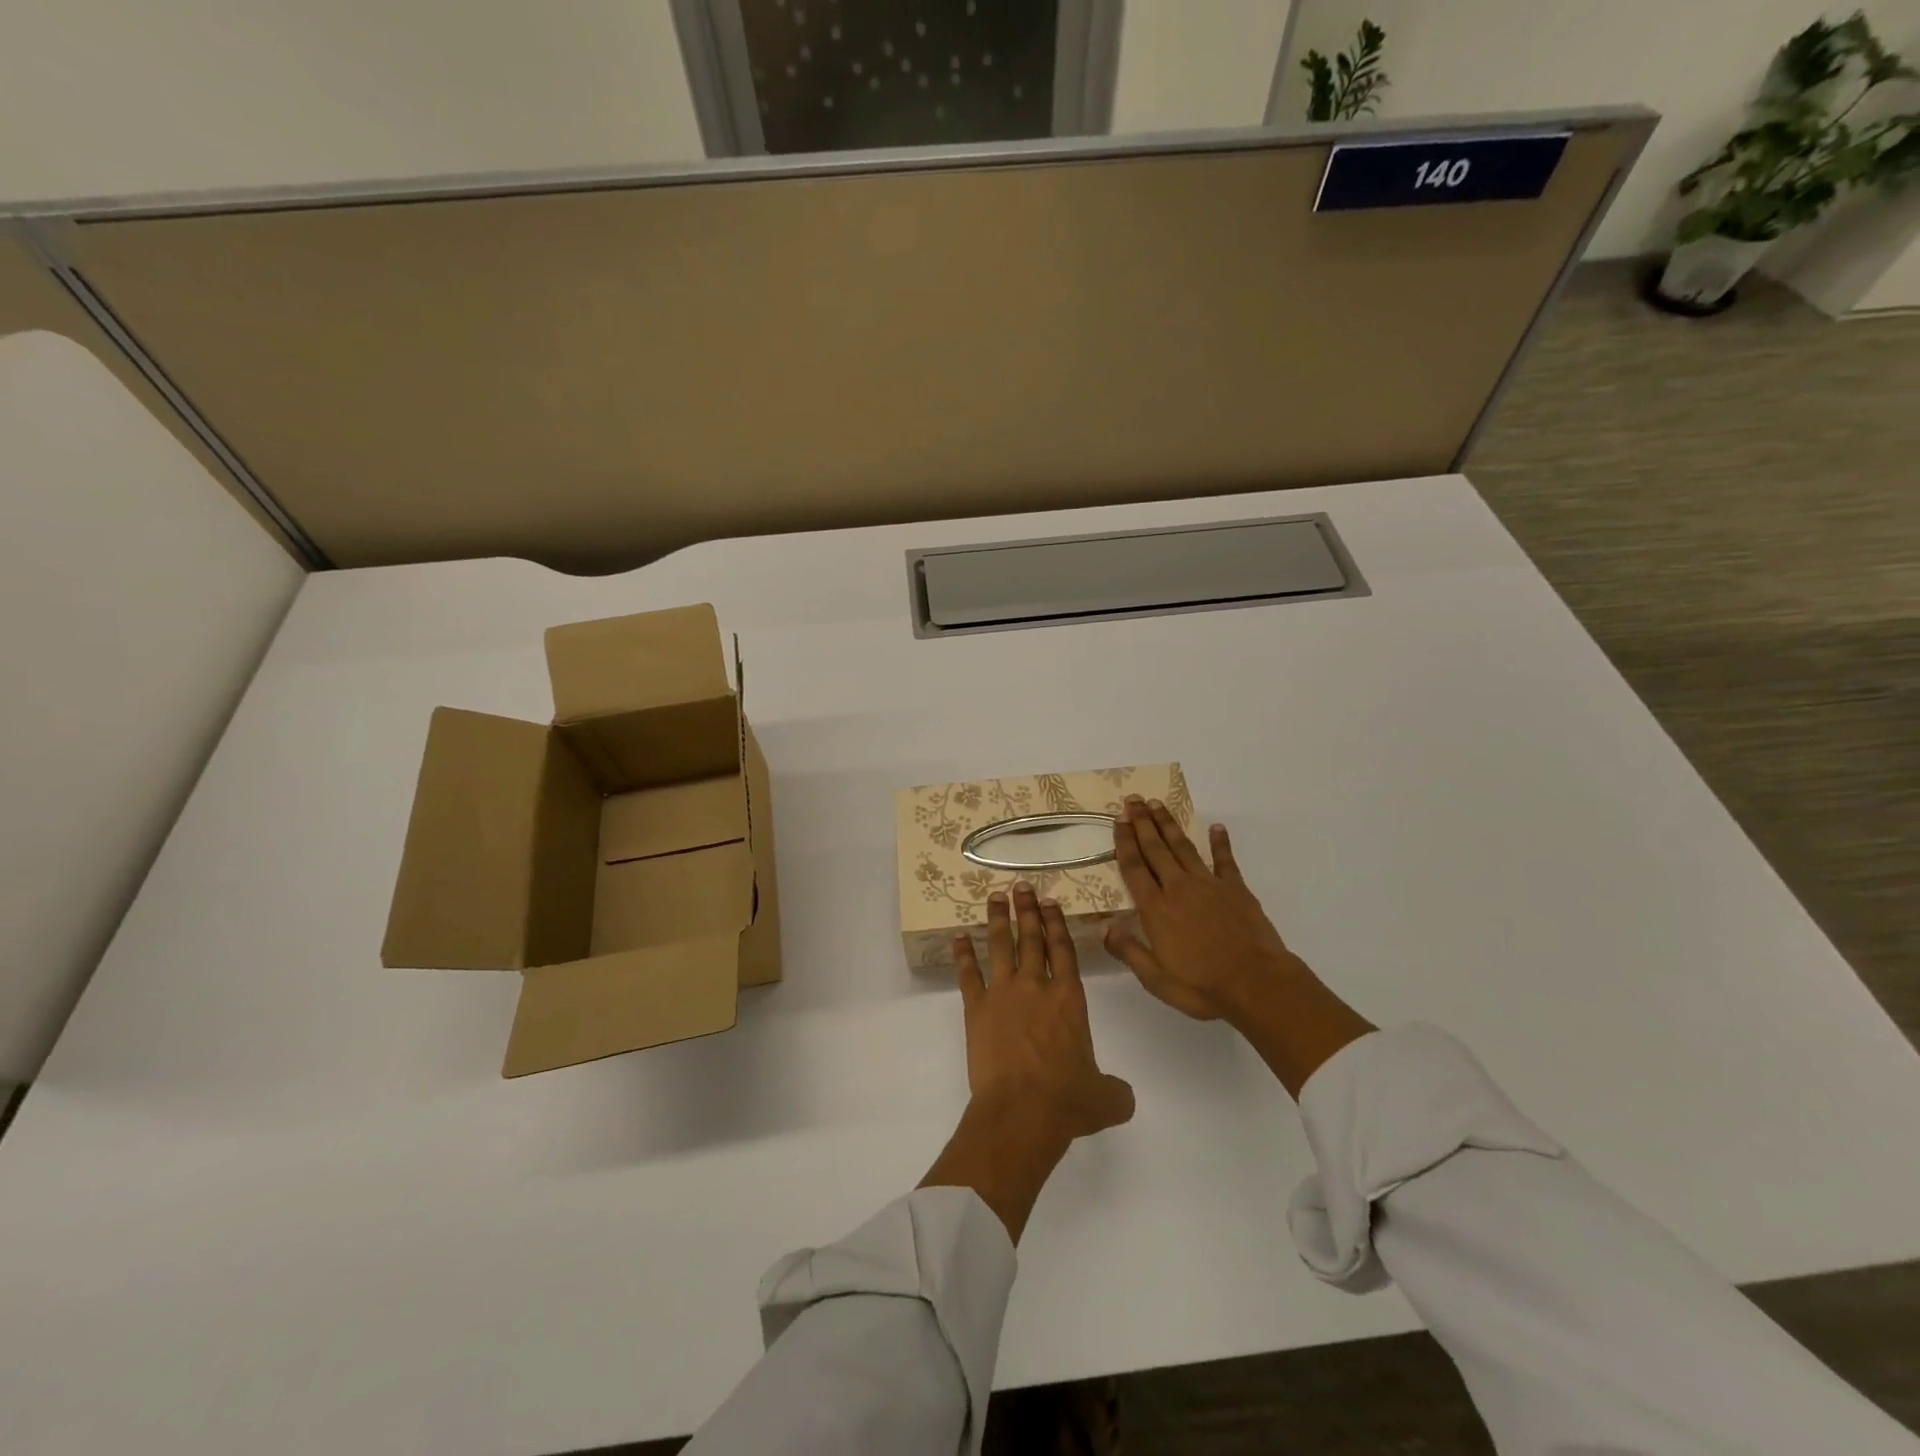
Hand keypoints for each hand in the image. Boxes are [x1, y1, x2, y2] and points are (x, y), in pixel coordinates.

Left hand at [920, 885, 1133, 1240]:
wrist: (1021, 1111)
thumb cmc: (1067, 1102)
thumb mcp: (1106, 1099)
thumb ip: (1115, 1090)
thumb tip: (1122, 1096)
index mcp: (1069, 999)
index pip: (1063, 949)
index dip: (1056, 923)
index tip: (1049, 902)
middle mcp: (1036, 986)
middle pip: (1031, 938)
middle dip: (1027, 910)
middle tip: (1021, 886)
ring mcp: (1003, 994)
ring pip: (1000, 946)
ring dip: (997, 920)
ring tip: (995, 897)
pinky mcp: (977, 1009)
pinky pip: (968, 975)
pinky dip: (963, 955)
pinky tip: (958, 937)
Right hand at [1105, 798, 1375, 1097]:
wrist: (1256, 984)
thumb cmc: (1202, 986)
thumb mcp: (1156, 979)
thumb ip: (1129, 951)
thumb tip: (1105, 928)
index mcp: (1156, 909)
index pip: (1134, 868)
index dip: (1124, 842)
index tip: (1118, 820)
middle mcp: (1178, 889)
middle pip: (1156, 849)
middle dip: (1142, 823)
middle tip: (1133, 800)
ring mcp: (1208, 885)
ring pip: (1183, 847)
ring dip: (1168, 825)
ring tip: (1157, 804)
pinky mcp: (1236, 889)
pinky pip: (1225, 860)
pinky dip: (1220, 842)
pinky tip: (1216, 827)